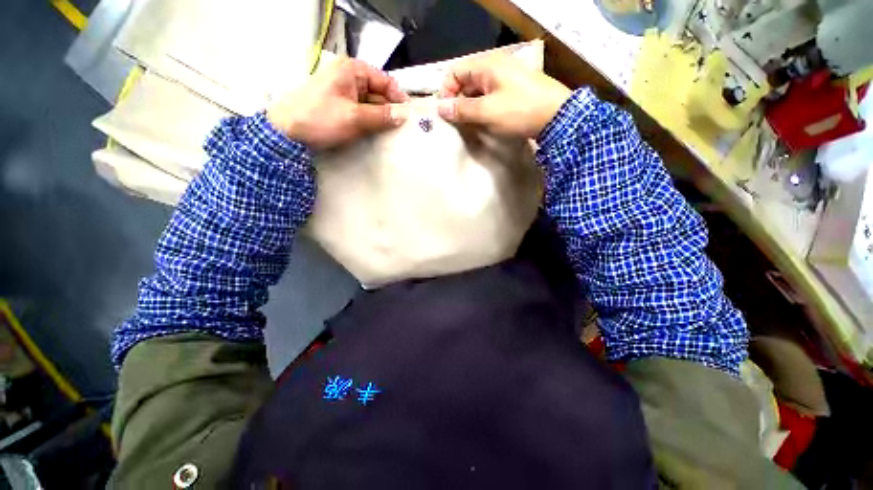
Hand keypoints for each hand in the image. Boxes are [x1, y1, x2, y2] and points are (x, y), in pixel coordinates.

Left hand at [267, 58, 408, 148]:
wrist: (287, 131)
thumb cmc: (321, 118)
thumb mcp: (354, 118)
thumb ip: (381, 116)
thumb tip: (403, 116)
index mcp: (352, 71)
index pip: (385, 81)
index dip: (398, 98)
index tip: (409, 117)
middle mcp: (349, 77)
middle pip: (379, 93)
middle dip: (390, 110)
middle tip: (402, 130)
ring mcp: (344, 92)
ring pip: (371, 104)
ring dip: (381, 118)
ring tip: (392, 134)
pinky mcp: (340, 106)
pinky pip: (361, 112)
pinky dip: (370, 122)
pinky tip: (376, 133)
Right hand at [437, 54, 570, 137]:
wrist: (557, 116)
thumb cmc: (519, 111)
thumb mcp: (487, 111)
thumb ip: (462, 109)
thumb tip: (440, 108)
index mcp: (486, 66)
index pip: (455, 72)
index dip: (447, 92)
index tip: (447, 113)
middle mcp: (495, 68)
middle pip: (466, 81)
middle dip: (458, 101)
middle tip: (457, 123)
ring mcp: (505, 79)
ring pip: (478, 91)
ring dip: (470, 107)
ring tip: (469, 125)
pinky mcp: (513, 91)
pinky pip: (490, 97)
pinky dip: (482, 109)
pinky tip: (483, 122)